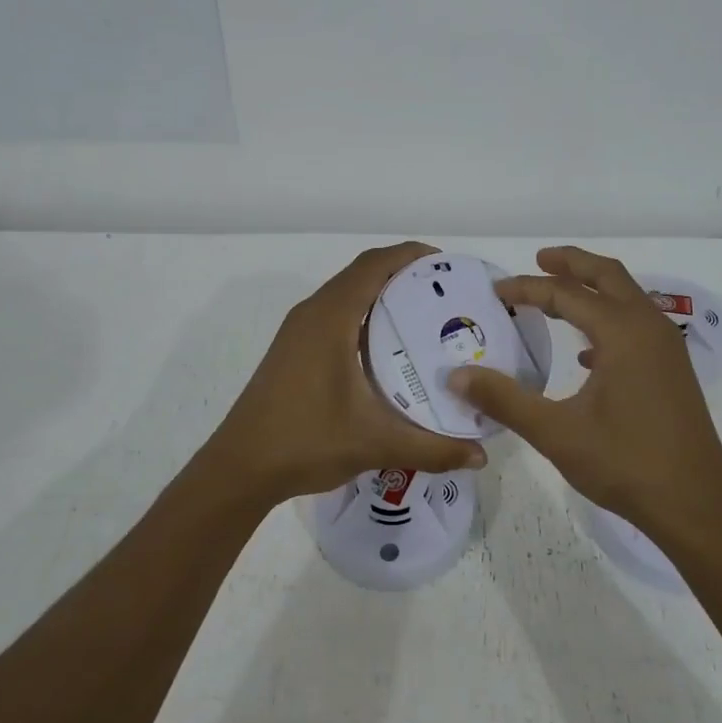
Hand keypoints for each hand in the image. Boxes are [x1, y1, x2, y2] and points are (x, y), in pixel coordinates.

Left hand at [202, 242, 487, 507]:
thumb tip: (481, 455)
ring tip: (425, 316)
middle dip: (404, 274)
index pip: (374, 265)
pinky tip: (388, 349)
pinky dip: (365, 316)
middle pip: (362, 273)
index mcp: (330, 318)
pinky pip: (335, 315)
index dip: (411, 255)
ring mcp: (298, 332)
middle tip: (447, 294)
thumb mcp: (375, 443)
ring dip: (382, 295)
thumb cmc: (305, 442)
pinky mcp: (293, 350)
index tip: (449, 265)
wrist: (240, 468)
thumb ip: (432, 448)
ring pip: (346, 294)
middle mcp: (312, 314)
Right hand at [447, 246, 721, 533]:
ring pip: (628, 298)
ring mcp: (666, 349)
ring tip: (557, 297)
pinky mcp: (672, 371)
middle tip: (538, 261)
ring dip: (593, 290)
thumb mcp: (556, 432)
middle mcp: (649, 328)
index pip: (566, 294)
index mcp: (622, 332)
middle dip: (572, 264)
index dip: (528, 289)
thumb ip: (504, 400)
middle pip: (608, 276)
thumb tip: (456, 375)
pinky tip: (586, 354)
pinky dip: (609, 321)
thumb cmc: (625, 463)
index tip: (497, 292)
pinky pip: (638, 327)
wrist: (695, 504)